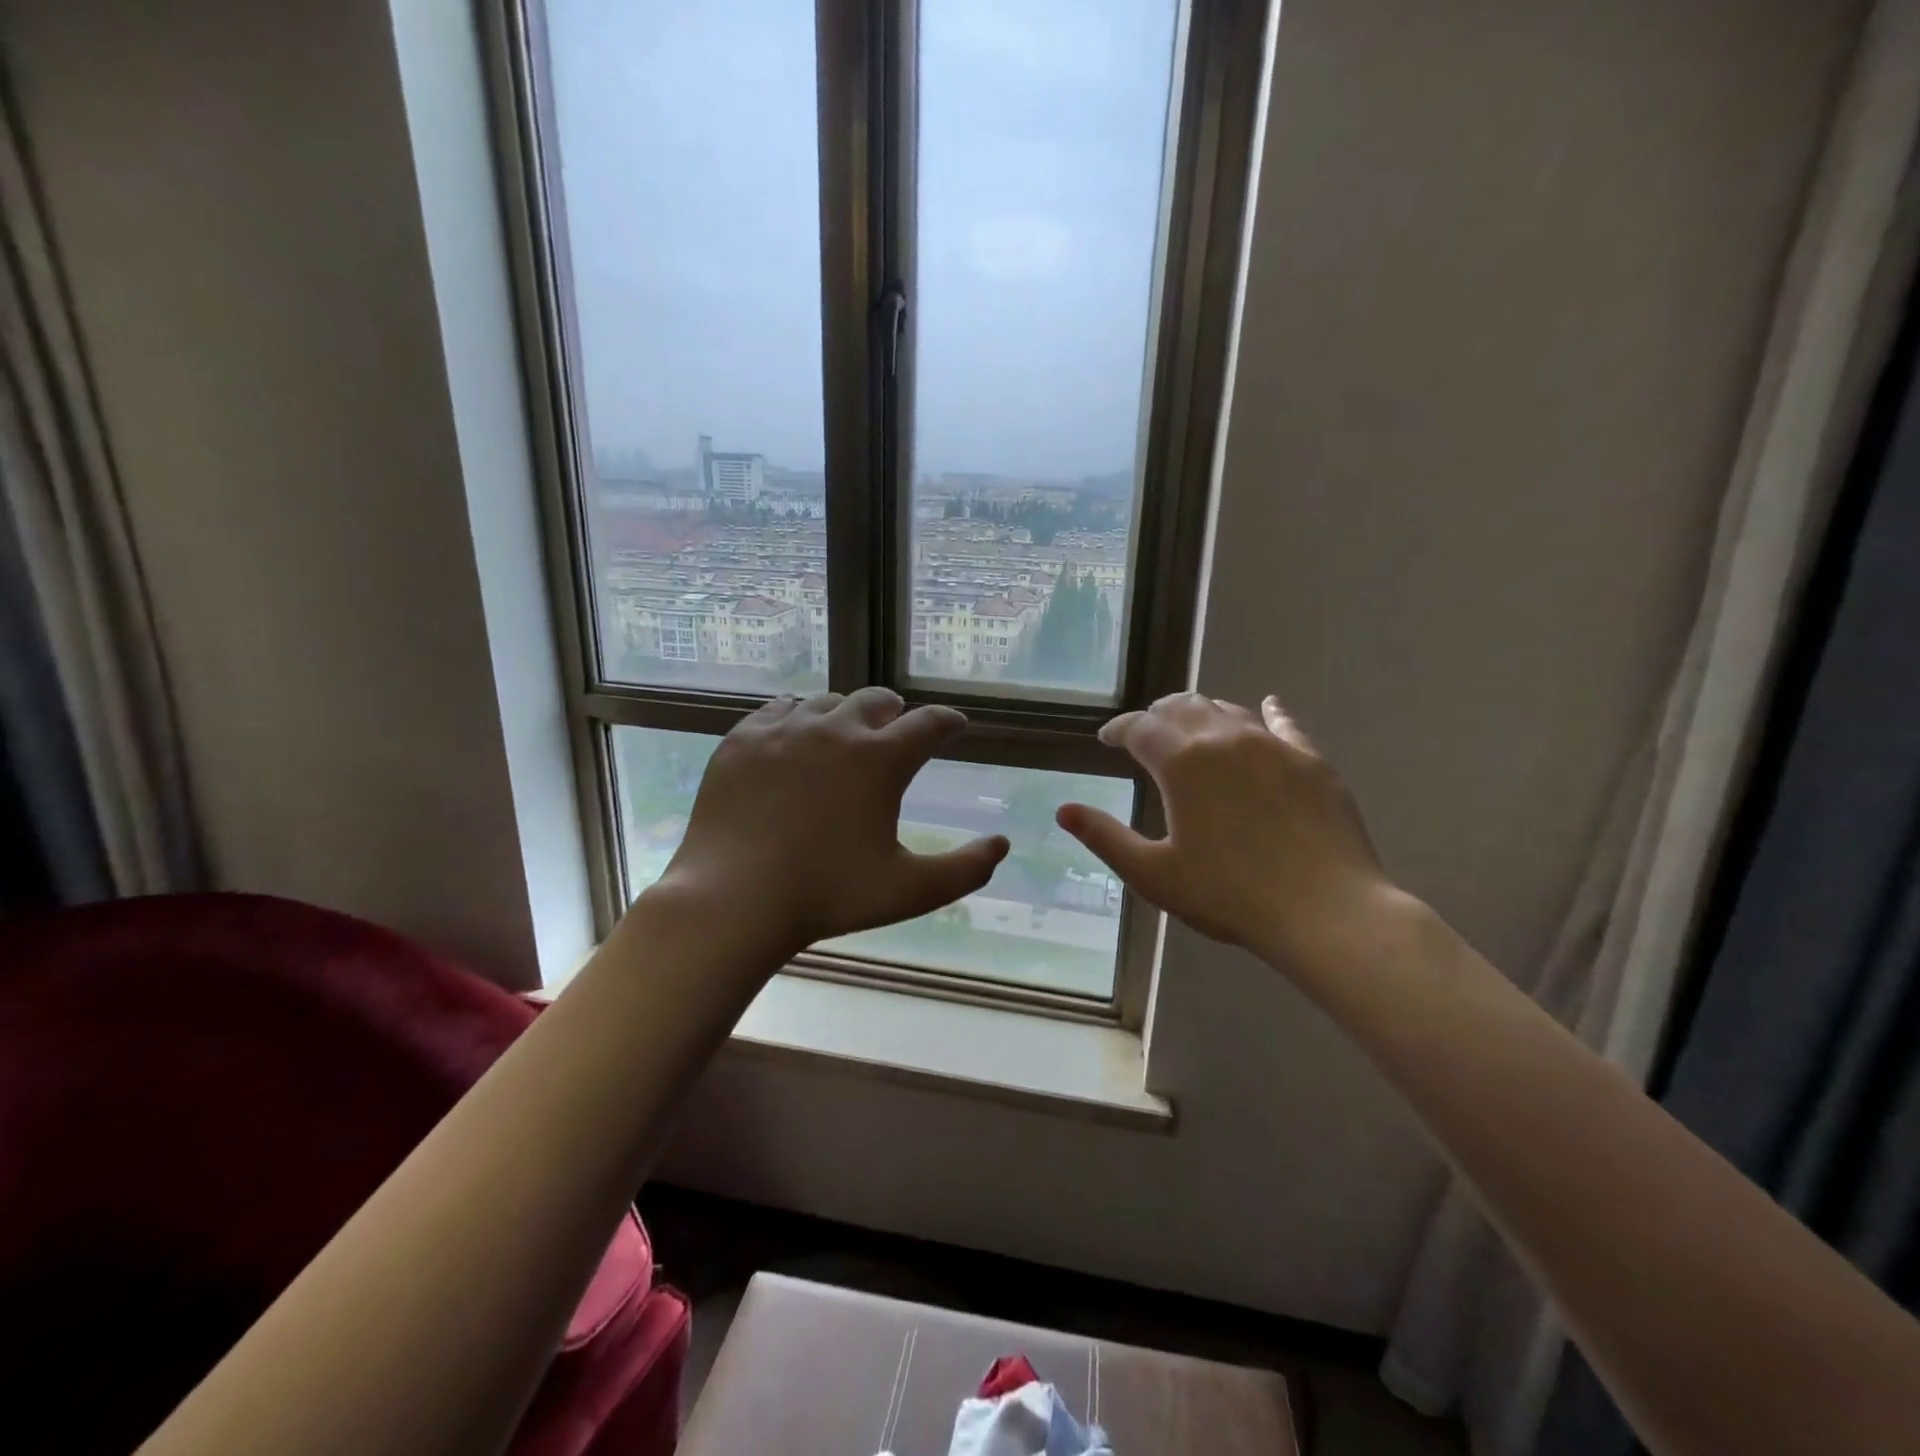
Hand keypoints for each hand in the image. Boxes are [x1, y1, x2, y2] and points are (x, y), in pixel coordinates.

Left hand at [644, 687, 1008, 962]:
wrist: (733, 900)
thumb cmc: (827, 895)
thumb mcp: (909, 891)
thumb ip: (965, 869)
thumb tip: (1001, 844)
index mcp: (880, 759)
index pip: (929, 723)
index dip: (948, 721)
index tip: (954, 725)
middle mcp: (835, 729)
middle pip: (876, 699)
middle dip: (895, 712)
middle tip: (896, 730)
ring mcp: (783, 730)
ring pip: (827, 701)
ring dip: (845, 714)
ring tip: (844, 736)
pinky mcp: (742, 739)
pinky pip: (779, 709)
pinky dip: (797, 718)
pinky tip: (795, 737)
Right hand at [1057, 693, 1399, 975]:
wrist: (1325, 911)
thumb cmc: (1228, 895)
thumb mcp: (1153, 873)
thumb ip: (1105, 837)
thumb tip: (1063, 810)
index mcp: (1181, 763)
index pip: (1139, 728)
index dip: (1118, 729)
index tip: (1106, 740)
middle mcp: (1224, 739)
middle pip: (1182, 707)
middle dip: (1157, 715)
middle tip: (1146, 732)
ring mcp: (1272, 745)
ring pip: (1228, 710)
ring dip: (1202, 712)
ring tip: (1192, 725)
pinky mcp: (1310, 760)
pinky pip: (1284, 724)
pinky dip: (1269, 712)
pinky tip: (1269, 706)